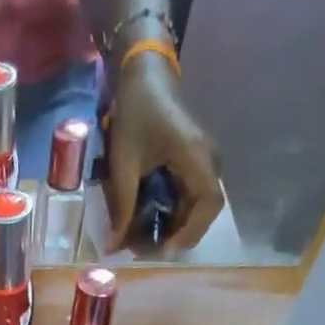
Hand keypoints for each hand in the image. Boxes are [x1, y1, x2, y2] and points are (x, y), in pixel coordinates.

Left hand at [103, 54, 222, 250]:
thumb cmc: (135, 113)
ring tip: (143, 237)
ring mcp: (204, 160)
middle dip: (177, 234)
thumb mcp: (123, 163)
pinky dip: (171, 212)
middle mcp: (209, 160)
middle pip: (204, 210)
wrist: (144, 75)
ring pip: (196, 205)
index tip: (163, 248)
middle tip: (146, 249)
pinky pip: (188, 195)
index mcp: (197, 157)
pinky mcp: (194, 161)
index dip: (190, 232)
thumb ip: (121, 206)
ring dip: (173, 225)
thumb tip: (115, 246)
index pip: (209, 204)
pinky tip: (147, 219)